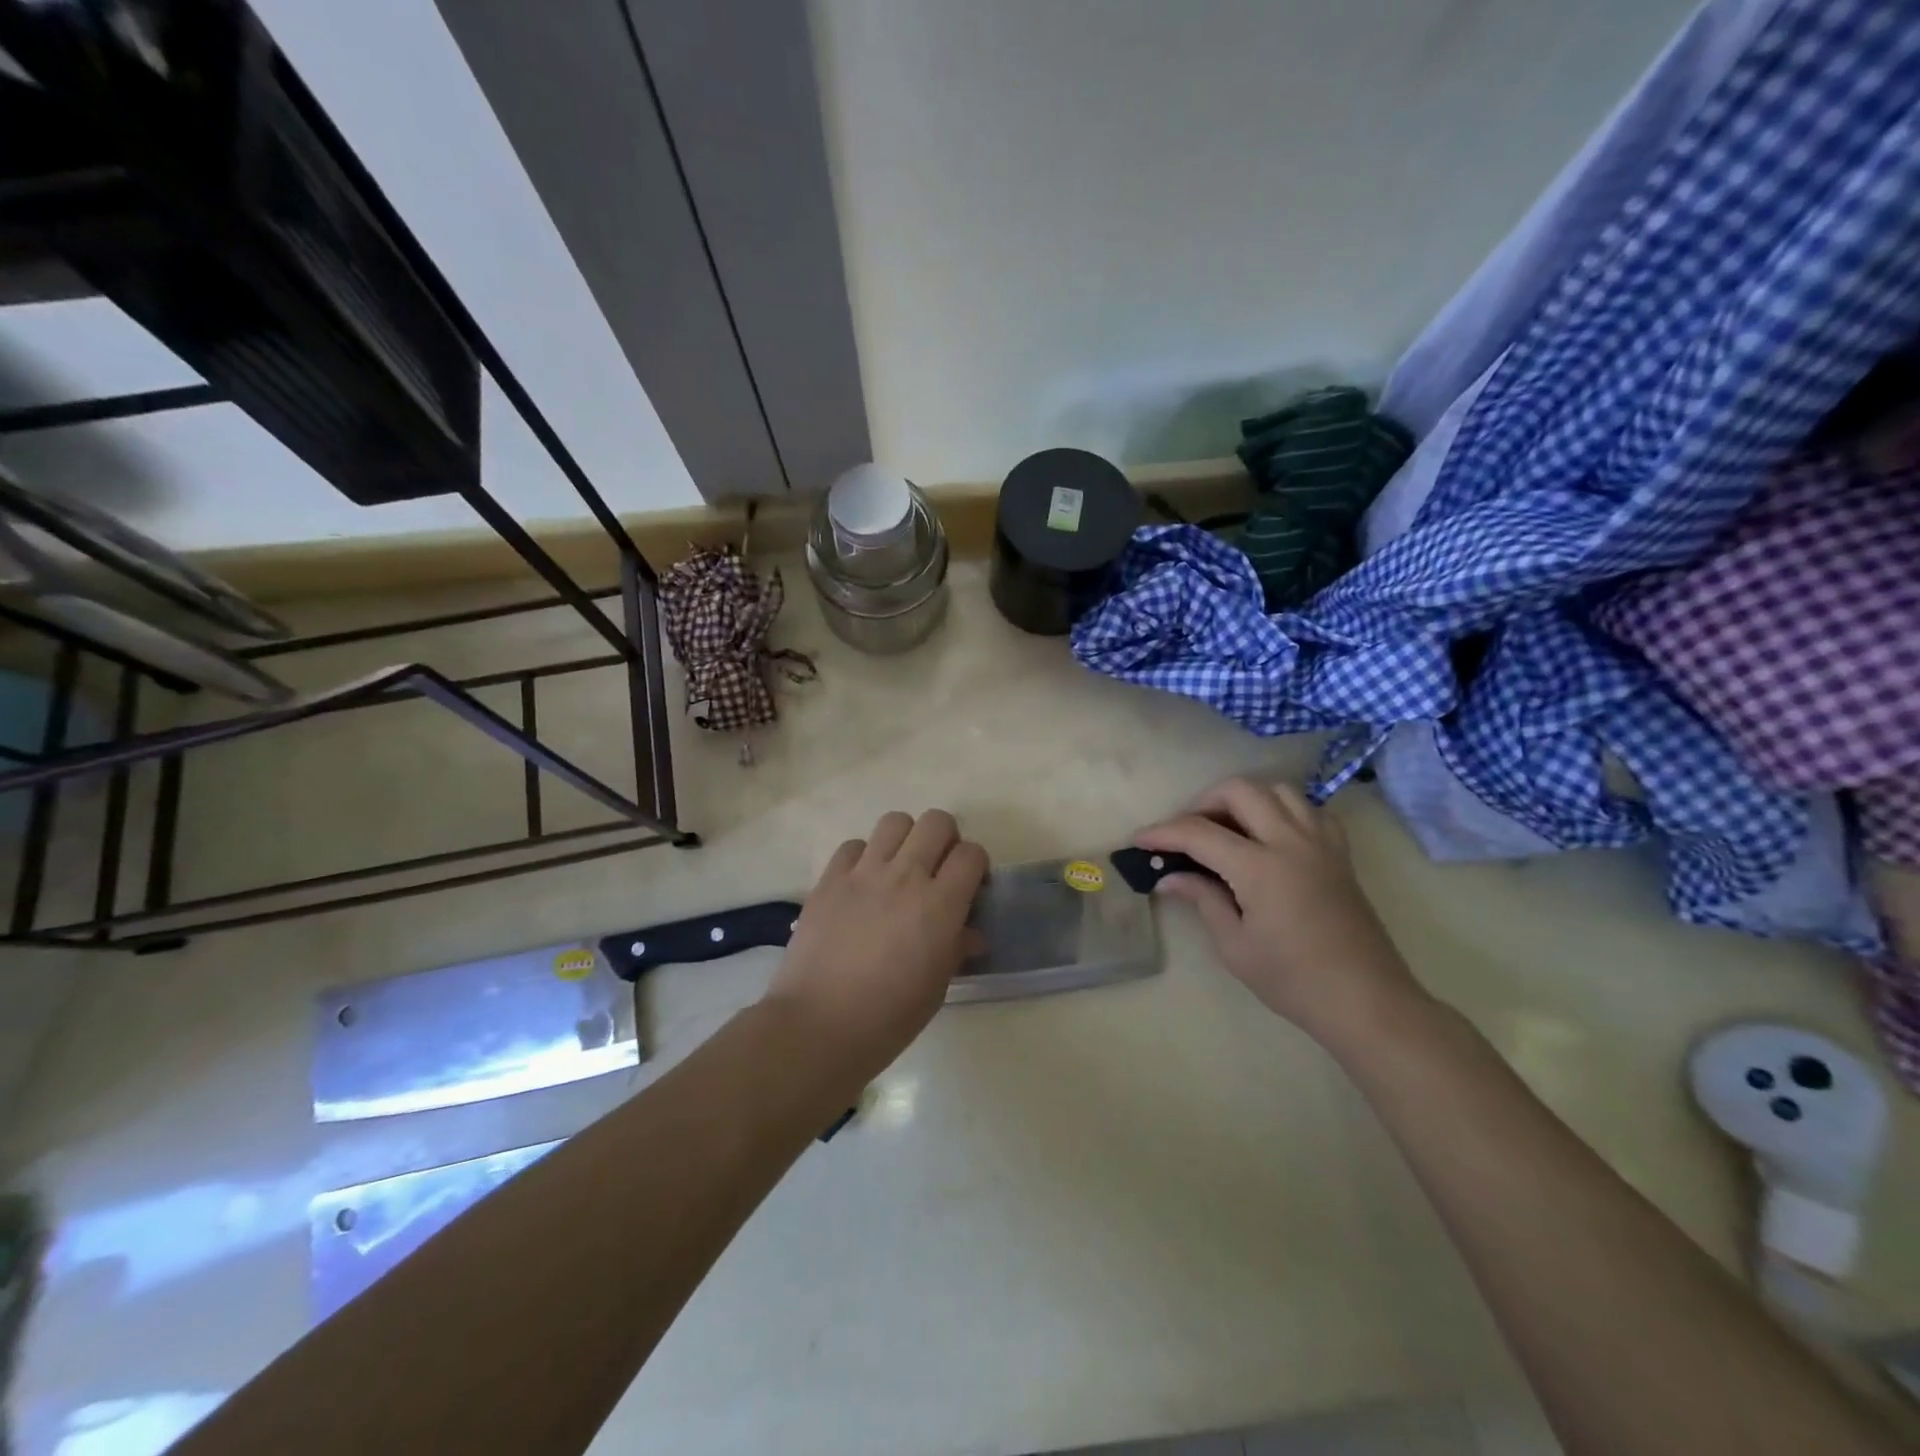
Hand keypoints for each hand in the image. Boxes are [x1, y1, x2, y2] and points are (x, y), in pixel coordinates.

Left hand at [766, 809, 987, 1082]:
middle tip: (938, 870)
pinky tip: (862, 883)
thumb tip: (969, 933)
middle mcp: (906, 876)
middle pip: (937, 822)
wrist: (819, 1025)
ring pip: (895, 821)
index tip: (970, 887)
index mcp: (940, 905)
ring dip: (905, 839)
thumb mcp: (937, 987)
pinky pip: (853, 845)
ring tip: (899, 868)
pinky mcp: (830, 879)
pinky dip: (863, 857)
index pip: (971, 854)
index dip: (976, 866)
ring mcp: (864, 873)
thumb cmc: (889, 1017)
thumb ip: (956, 948)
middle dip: (946, 840)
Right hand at [1136, 778, 1428, 1051]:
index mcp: (1261, 868)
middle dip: (1203, 803)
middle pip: (1240, 791)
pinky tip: (1270, 836)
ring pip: (1277, 790)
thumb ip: (1202, 900)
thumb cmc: (1294, 980)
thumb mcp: (1235, 946)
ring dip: (1245, 800)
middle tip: (1186, 832)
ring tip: (1227, 829)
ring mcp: (1321, 843)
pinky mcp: (1340, 852)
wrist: (1366, 1000)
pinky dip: (1282, 810)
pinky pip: (1309, 809)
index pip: (1199, 833)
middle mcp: (1291, 842)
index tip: (1139, 841)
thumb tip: (1169, 877)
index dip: (1163, 833)